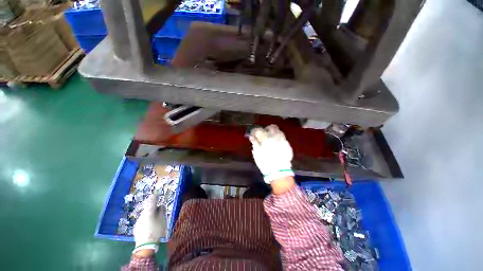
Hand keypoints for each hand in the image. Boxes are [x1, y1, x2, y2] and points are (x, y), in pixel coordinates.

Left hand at [132, 194, 165, 254]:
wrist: (146, 246)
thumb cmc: (156, 230)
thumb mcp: (163, 219)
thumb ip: (162, 211)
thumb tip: (161, 205)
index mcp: (149, 211)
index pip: (152, 201)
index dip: (154, 196)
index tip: (155, 191)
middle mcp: (142, 215)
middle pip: (149, 208)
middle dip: (153, 209)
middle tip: (159, 212)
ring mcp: (138, 222)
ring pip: (145, 215)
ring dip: (150, 215)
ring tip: (155, 221)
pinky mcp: (136, 228)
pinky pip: (143, 221)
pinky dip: (147, 222)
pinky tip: (150, 227)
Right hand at [249, 125, 294, 182]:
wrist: (279, 172)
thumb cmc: (265, 163)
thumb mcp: (257, 154)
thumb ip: (255, 143)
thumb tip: (252, 137)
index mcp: (266, 139)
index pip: (259, 130)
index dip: (255, 131)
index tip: (253, 133)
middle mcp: (275, 137)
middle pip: (272, 127)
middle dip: (267, 129)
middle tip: (264, 134)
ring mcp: (283, 140)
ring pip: (278, 131)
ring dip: (274, 133)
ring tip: (271, 139)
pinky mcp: (288, 145)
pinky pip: (283, 138)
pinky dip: (279, 139)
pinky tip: (277, 145)